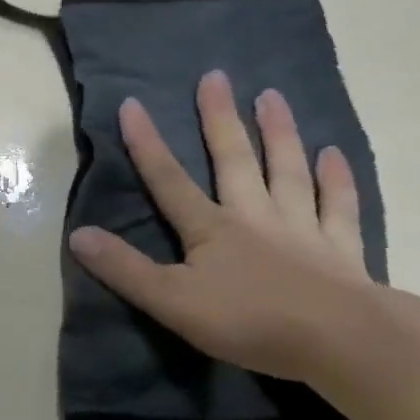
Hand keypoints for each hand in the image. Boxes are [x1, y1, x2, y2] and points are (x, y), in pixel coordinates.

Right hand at [68, 71, 377, 382]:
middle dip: (220, 119)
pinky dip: (337, 180)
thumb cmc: (251, 322)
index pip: (169, 180)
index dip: (147, 143)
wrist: (341, 343)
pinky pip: (338, 207)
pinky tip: (335, 154)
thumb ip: (125, 269)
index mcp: (211, 229)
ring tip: (272, 95)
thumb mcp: (173, 302)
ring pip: (287, 171)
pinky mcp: (342, 251)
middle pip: (234, 160)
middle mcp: (254, 216)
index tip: (132, 102)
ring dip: (279, 133)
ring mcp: (301, 229)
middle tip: (216, 76)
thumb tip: (77, 234)